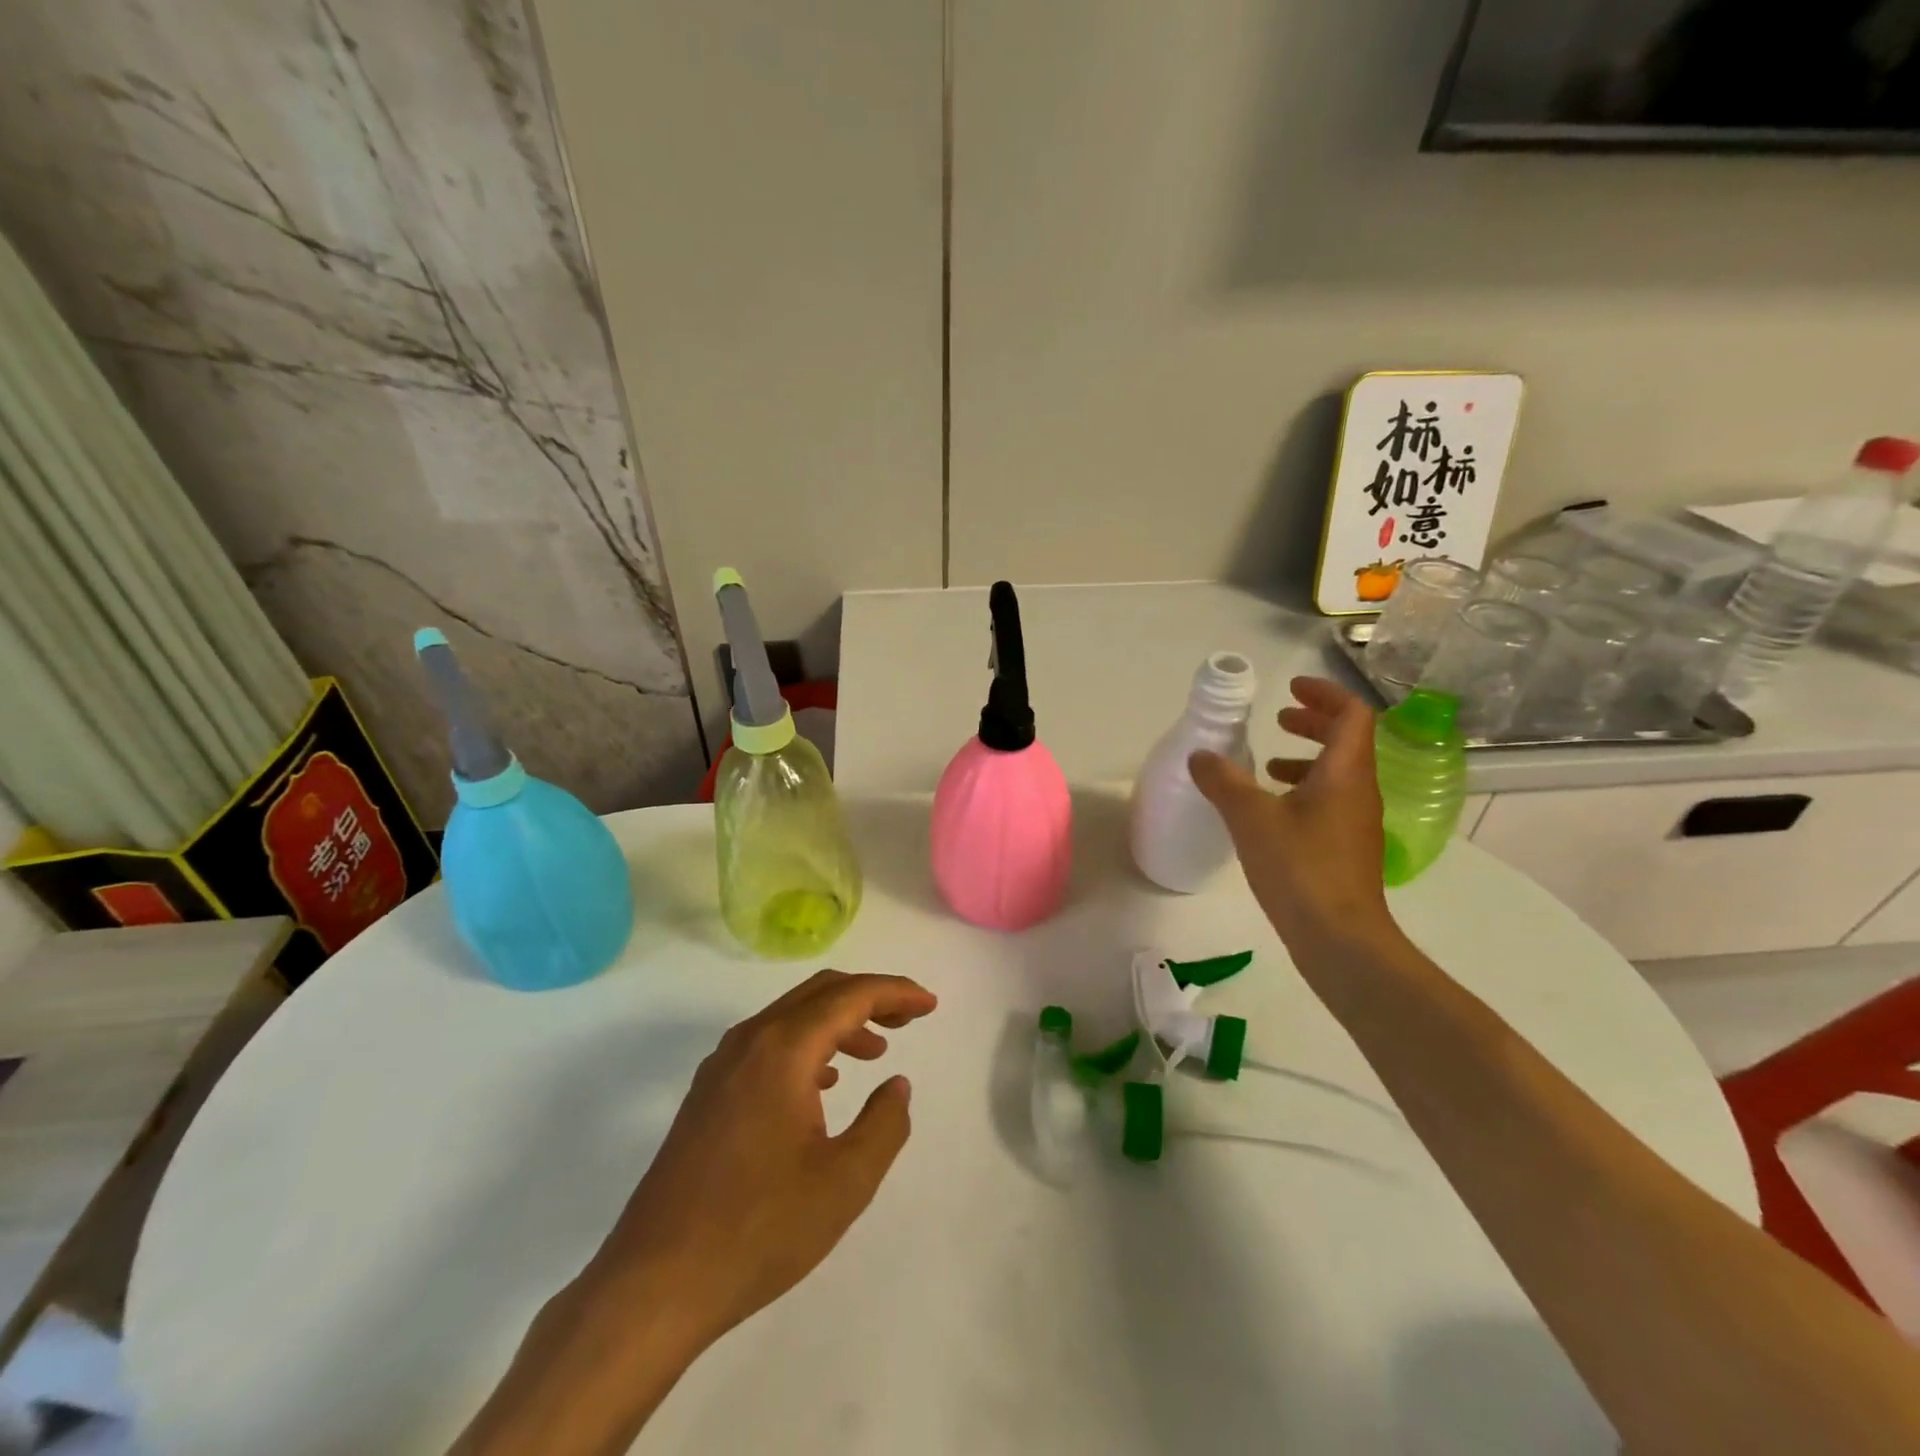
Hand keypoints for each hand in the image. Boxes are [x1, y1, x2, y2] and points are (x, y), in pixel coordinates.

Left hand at [450, 972, 937, 1455]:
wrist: (654, 1283)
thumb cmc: (758, 1229)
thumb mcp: (845, 1182)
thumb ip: (884, 1124)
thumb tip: (896, 1085)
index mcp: (783, 1049)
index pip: (850, 995)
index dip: (896, 993)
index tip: (930, 1005)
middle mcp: (750, 1041)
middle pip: (820, 992)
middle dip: (869, 997)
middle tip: (909, 1019)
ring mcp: (722, 1065)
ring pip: (792, 1016)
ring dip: (838, 1021)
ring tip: (875, 1051)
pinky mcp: (707, 1093)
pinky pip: (768, 1044)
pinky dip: (807, 1046)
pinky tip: (823, 1084)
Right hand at [1189, 675, 1391, 957]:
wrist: (1340, 940)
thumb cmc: (1300, 868)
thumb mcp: (1251, 818)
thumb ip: (1223, 781)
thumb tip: (1200, 755)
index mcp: (1345, 774)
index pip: (1352, 715)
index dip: (1324, 694)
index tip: (1290, 689)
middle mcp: (1359, 792)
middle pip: (1348, 740)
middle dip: (1314, 722)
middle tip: (1280, 716)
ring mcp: (1356, 823)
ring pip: (1338, 773)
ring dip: (1307, 757)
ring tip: (1268, 763)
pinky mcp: (1346, 850)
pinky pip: (1330, 801)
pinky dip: (1303, 790)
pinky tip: (1271, 810)